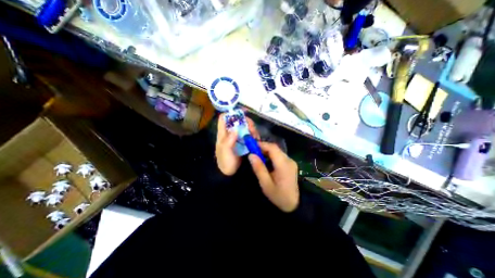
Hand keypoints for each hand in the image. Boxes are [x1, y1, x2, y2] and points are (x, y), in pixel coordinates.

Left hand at [217, 113, 259, 175]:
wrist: (230, 173)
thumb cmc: (225, 162)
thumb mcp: (225, 151)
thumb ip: (228, 140)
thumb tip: (236, 129)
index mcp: (223, 133)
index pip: (224, 118)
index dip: (231, 113)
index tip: (241, 112)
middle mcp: (230, 133)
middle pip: (237, 121)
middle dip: (245, 121)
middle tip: (252, 128)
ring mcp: (238, 138)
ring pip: (245, 127)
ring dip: (251, 128)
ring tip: (255, 135)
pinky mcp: (244, 142)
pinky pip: (249, 135)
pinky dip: (254, 134)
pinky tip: (256, 139)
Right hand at [250, 142, 299, 211]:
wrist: (296, 204)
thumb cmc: (279, 196)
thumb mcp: (266, 184)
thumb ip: (259, 168)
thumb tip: (251, 155)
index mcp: (283, 165)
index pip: (272, 148)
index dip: (261, 144)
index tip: (251, 146)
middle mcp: (288, 160)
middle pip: (275, 148)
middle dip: (263, 147)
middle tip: (253, 151)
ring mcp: (291, 161)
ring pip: (277, 151)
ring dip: (267, 151)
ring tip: (257, 156)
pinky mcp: (291, 164)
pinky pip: (279, 155)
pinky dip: (271, 155)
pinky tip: (266, 160)